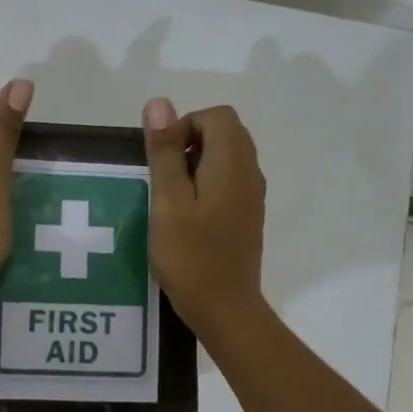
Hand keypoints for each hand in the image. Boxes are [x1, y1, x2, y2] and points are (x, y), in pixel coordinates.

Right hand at [142, 98, 266, 338]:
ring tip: (172, 200)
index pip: (217, 116)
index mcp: (232, 163)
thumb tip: (159, 103)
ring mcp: (253, 196)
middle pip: (225, 133)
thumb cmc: (190, 255)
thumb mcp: (168, 201)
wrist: (225, 308)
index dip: (185, 125)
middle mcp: (250, 172)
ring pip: (227, 158)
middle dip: (190, 143)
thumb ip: (165, 151)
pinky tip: (187, 217)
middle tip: (165, 179)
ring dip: (197, 165)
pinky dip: (207, 185)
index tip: (163, 159)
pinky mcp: (248, 216)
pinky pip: (230, 182)